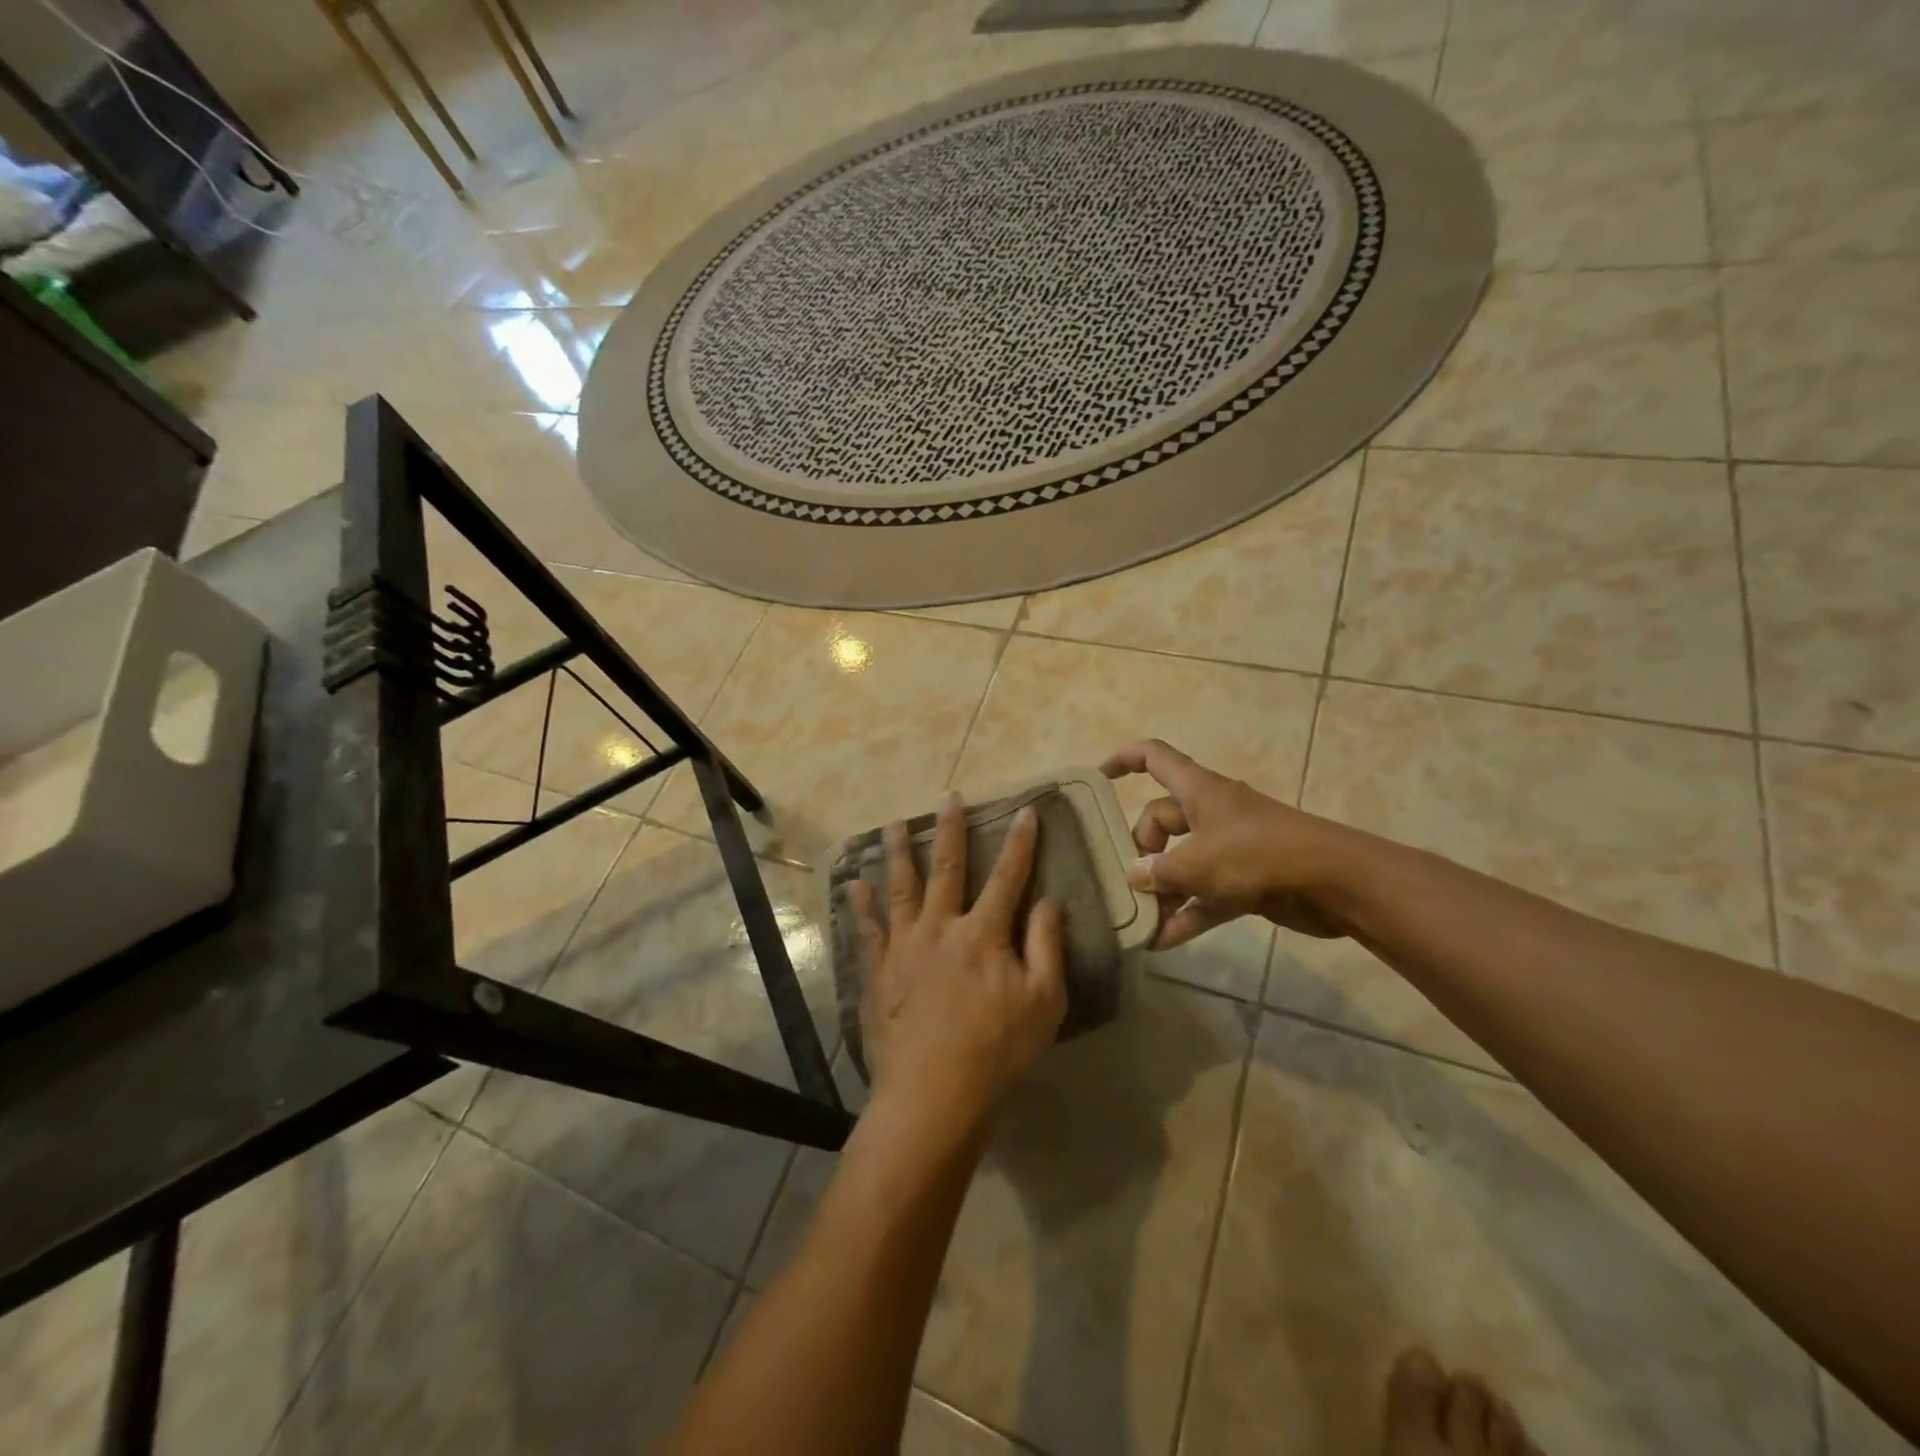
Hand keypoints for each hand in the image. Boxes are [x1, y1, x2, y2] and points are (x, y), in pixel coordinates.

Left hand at [848, 794, 1067, 1130]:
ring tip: (892, 825)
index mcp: (984, 933)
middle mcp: (941, 927)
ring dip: (897, 854)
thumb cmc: (997, 1048)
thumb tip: (1049, 901)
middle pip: (947, 869)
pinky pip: (867, 930)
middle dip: (950, 830)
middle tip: (948, 797)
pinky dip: (860, 906)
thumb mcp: (1044, 1000)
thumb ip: (1047, 946)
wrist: (934, 1091)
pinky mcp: (879, 971)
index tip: (1025, 810)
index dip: (1020, 843)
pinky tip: (854, 884)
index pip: (1007, 877)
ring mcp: (904, 947)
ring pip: (901, 888)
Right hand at [1100, 738, 1361, 948]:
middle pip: (1162, 819)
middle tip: (1127, 882)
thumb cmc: (1258, 855)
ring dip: (1162, 889)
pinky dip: (1188, 913)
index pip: (1154, 757)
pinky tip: (1163, 941)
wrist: (1333, 882)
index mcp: (1199, 790)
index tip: (1099, 778)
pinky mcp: (1246, 880)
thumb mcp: (1198, 862)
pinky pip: (1206, 894)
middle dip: (1142, 850)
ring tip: (1137, 919)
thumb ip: (1160, 870)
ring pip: (1183, 861)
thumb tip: (1134, 874)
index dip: (1124, 759)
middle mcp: (1211, 812)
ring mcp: (1230, 846)